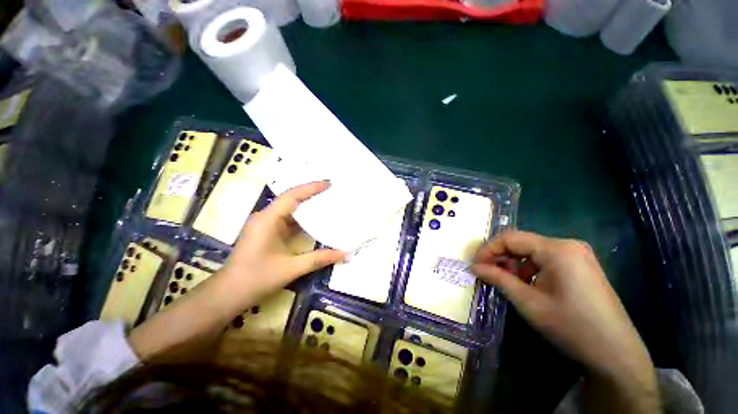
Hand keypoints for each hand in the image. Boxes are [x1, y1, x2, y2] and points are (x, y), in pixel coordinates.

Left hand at [221, 181, 344, 303]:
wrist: (228, 294)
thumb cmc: (256, 279)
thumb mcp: (291, 268)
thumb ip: (318, 259)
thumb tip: (343, 253)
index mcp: (268, 220)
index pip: (292, 196)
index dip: (311, 188)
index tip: (329, 184)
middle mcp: (265, 217)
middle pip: (291, 199)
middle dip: (311, 194)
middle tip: (331, 192)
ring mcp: (265, 224)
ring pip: (290, 209)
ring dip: (307, 206)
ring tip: (327, 203)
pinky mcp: (267, 232)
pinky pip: (288, 220)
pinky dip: (302, 219)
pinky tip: (315, 221)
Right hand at [472, 231, 658, 412]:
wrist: (615, 353)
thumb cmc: (570, 325)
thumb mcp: (527, 302)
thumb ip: (498, 278)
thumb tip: (474, 267)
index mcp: (557, 249)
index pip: (511, 238)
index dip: (488, 249)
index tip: (475, 265)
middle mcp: (567, 245)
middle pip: (522, 243)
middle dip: (501, 257)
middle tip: (487, 274)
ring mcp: (577, 255)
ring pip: (533, 252)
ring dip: (515, 264)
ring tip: (507, 282)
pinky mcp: (581, 266)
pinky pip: (546, 260)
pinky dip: (530, 269)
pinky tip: (527, 285)